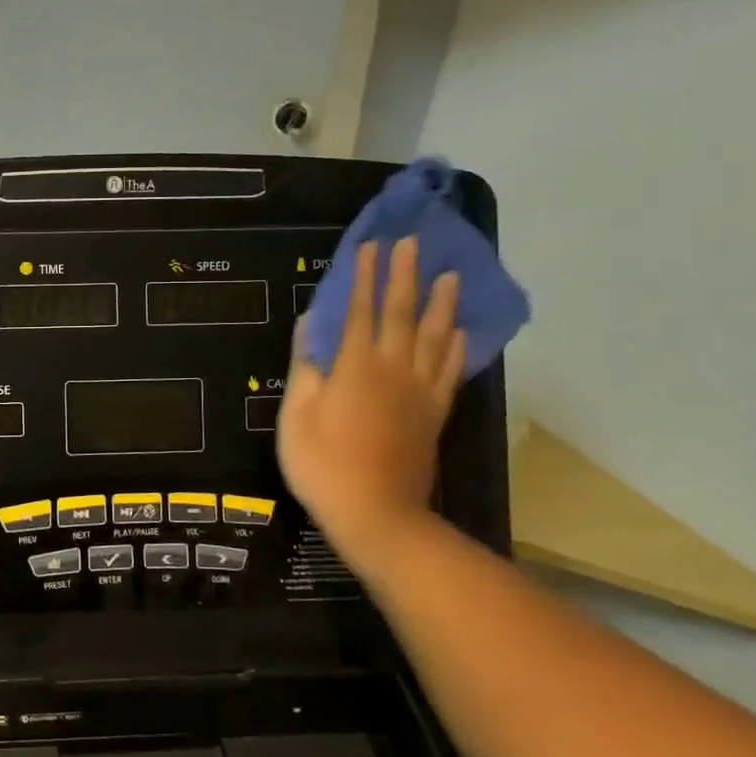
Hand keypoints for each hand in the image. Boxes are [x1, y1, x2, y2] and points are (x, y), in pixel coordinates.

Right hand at [278, 237, 464, 560]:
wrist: (375, 514)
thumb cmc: (323, 464)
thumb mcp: (296, 415)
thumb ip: (306, 366)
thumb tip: (310, 325)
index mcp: (356, 367)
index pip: (362, 311)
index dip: (365, 277)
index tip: (371, 246)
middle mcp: (394, 369)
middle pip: (402, 314)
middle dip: (405, 276)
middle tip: (413, 243)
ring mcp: (420, 392)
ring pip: (435, 337)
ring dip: (440, 304)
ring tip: (448, 275)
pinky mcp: (434, 414)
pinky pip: (450, 372)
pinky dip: (456, 348)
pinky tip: (459, 332)